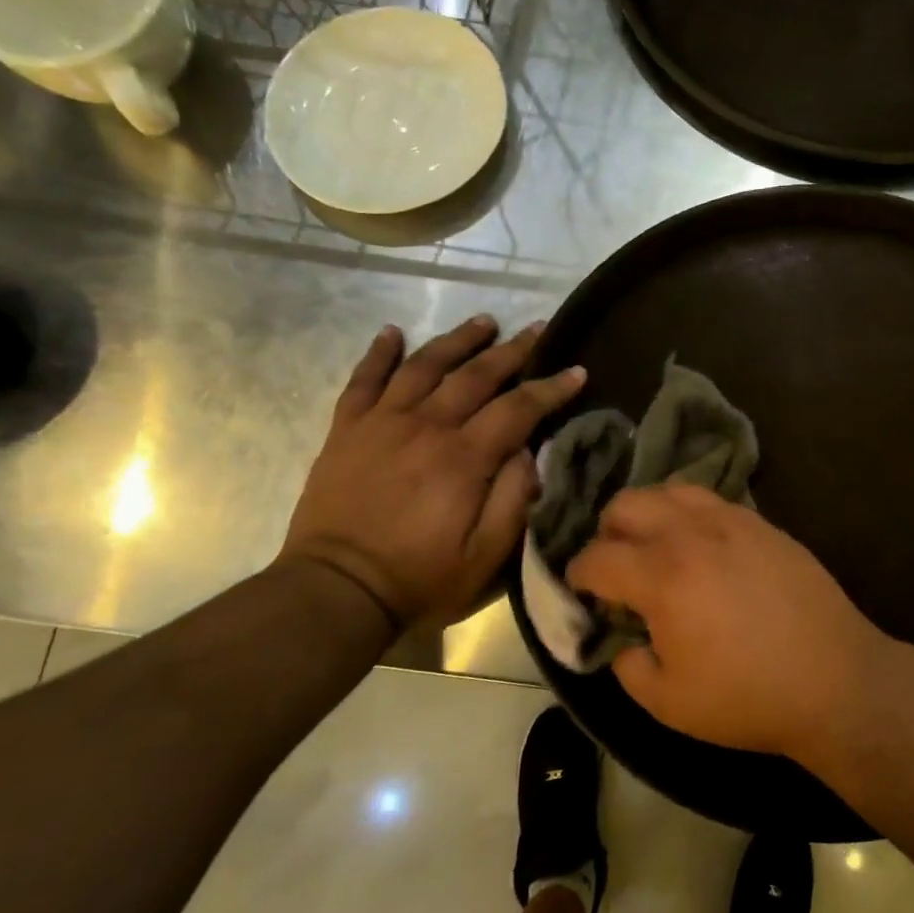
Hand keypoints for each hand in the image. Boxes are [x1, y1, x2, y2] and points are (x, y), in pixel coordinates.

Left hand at [280, 317, 584, 626]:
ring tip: (483, 321)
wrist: (336, 591)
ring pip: (424, 366)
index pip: (518, 407)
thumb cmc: (420, 578)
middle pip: (475, 375)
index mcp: (464, 458)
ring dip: (457, 340)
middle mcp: (426, 427)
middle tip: (536, 328)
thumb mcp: (487, 555)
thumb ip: (514, 498)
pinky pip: (363, 380)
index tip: (577, 370)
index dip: (551, 387)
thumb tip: (528, 452)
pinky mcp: (347, 431)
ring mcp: (382, 423)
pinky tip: (393, 333)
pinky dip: (379, 353)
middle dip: (511, 350)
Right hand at [566, 485, 890, 758]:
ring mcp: (732, 520)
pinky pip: (712, 500)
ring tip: (658, 549)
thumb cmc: (747, 697)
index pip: (596, 556)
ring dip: (650, 514)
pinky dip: (691, 515)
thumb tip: (623, 638)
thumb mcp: (668, 702)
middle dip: (608, 533)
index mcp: (661, 576)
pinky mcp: (763, 523)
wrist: (834, 680)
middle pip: (626, 504)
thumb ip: (628, 665)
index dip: (577, 575)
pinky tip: (702, 547)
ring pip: (670, 490)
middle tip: (618, 569)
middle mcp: (691, 533)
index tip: (581, 591)